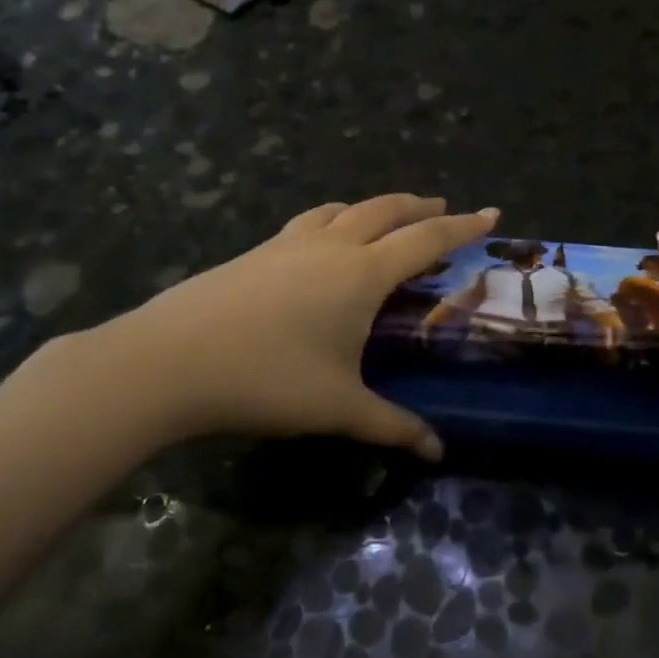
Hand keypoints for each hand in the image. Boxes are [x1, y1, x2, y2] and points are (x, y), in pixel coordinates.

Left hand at [85, 195, 498, 457]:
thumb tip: (437, 451)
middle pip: (386, 209)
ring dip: (374, 207)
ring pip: (343, 208)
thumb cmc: (267, 379)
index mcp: (362, 274)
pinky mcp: (254, 252)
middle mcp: (331, 246)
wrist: (168, 362)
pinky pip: (309, 222)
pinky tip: (322, 241)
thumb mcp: (338, 408)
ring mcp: (287, 244)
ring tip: (386, 218)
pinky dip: (333, 219)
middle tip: (443, 208)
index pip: (426, 239)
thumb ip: (392, 426)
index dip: (462, 226)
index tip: (490, 213)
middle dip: (420, 206)